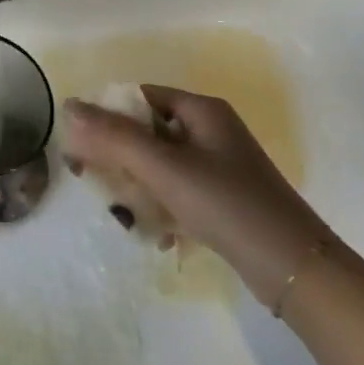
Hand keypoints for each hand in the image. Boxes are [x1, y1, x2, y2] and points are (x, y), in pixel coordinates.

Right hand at [62, 86, 337, 307]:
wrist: (293, 266)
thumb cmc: (226, 204)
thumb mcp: (165, 168)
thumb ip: (115, 136)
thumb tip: (70, 104)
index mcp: (201, 110)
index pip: (140, 97)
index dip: (107, 116)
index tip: (81, 146)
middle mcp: (211, 130)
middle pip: (148, 132)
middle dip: (121, 158)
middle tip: (97, 183)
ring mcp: (218, 166)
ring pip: (160, 165)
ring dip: (138, 187)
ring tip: (127, 215)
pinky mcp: (222, 197)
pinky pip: (177, 191)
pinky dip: (162, 206)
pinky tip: (157, 234)